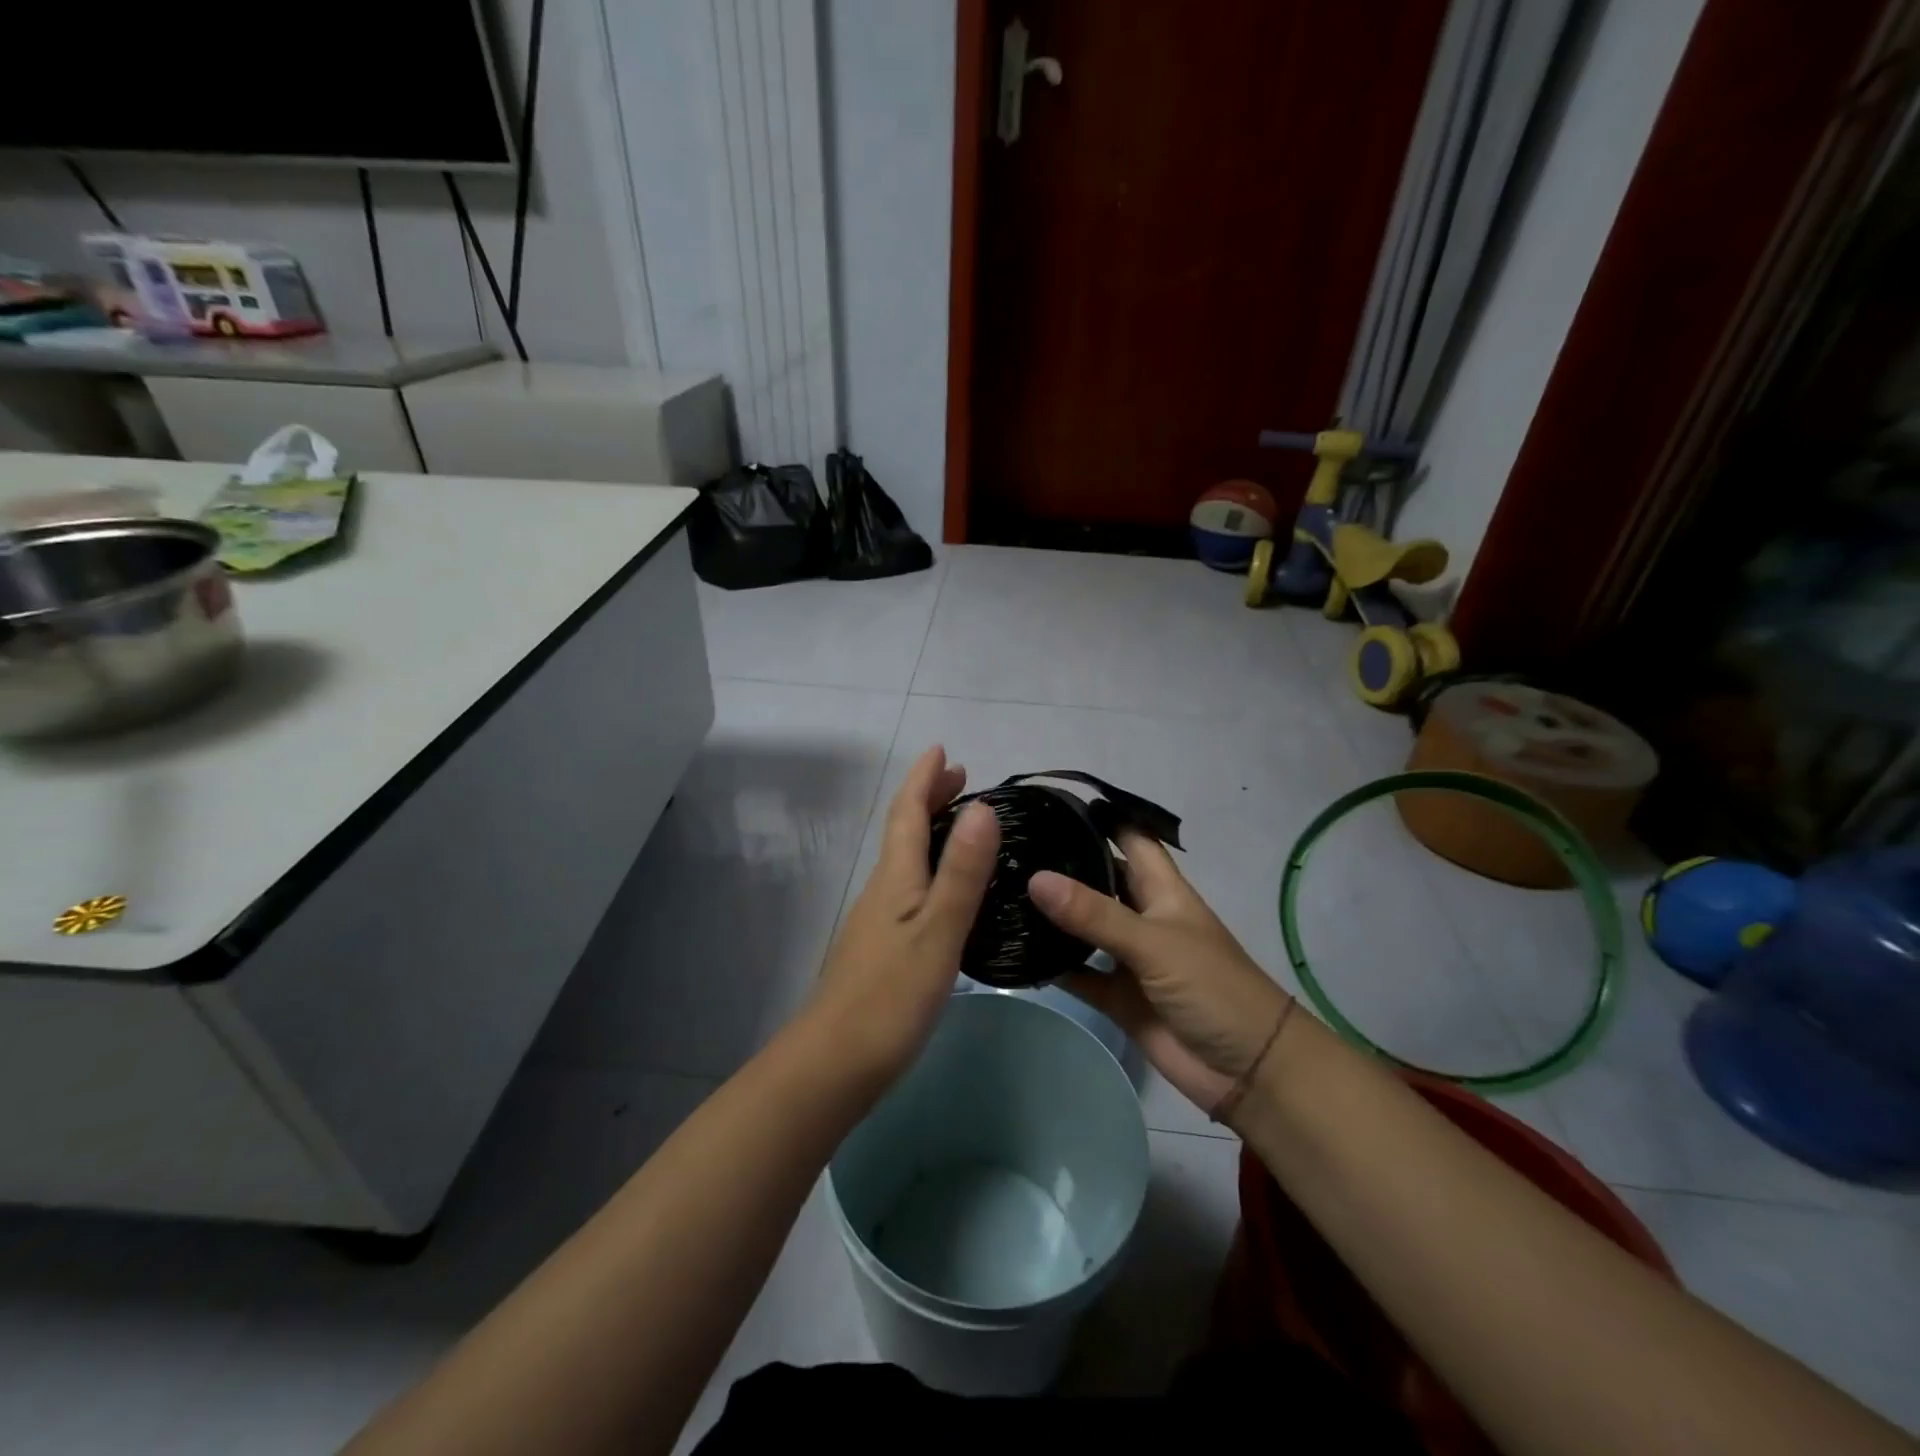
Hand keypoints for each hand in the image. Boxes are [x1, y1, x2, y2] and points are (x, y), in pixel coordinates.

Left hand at [807, 746, 999, 1087]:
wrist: (834, 1064)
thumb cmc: (890, 997)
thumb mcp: (938, 931)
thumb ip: (960, 872)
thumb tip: (983, 807)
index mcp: (894, 878)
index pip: (907, 812)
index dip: (923, 778)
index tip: (943, 750)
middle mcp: (882, 890)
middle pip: (902, 830)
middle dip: (927, 797)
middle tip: (959, 776)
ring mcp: (876, 920)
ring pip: (904, 858)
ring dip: (929, 829)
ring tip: (960, 822)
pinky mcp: (880, 948)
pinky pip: (908, 886)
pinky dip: (928, 866)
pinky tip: (944, 889)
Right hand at [1029, 831, 1290, 1113]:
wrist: (1247, 1069)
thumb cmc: (1213, 988)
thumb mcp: (1154, 943)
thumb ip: (1095, 914)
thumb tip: (1036, 878)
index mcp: (1162, 890)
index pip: (1131, 838)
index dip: (1101, 818)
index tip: (1052, 802)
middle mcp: (1142, 916)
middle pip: (1099, 878)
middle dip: (1063, 863)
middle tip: (1009, 847)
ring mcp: (1128, 957)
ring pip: (1083, 927)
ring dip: (1052, 915)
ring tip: (1002, 891)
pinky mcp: (1116, 996)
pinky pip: (1078, 974)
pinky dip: (1053, 966)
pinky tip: (1015, 952)